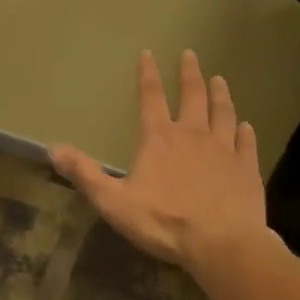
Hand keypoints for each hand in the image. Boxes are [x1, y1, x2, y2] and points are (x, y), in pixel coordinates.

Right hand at [50, 50, 268, 276]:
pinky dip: (245, 132)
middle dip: (189, 73)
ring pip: (223, 113)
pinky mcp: (246, 170)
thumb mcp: (113, 201)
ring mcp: (223, 150)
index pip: (151, 96)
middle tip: (190, 54)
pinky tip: (247, 126)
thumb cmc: (165, 221)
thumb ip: (84, 173)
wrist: (223, 246)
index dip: (148, 73)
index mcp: (159, 138)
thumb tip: (52, 148)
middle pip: (192, 95)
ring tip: (220, 79)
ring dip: (220, 94)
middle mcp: (192, 134)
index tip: (148, 53)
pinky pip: (246, 144)